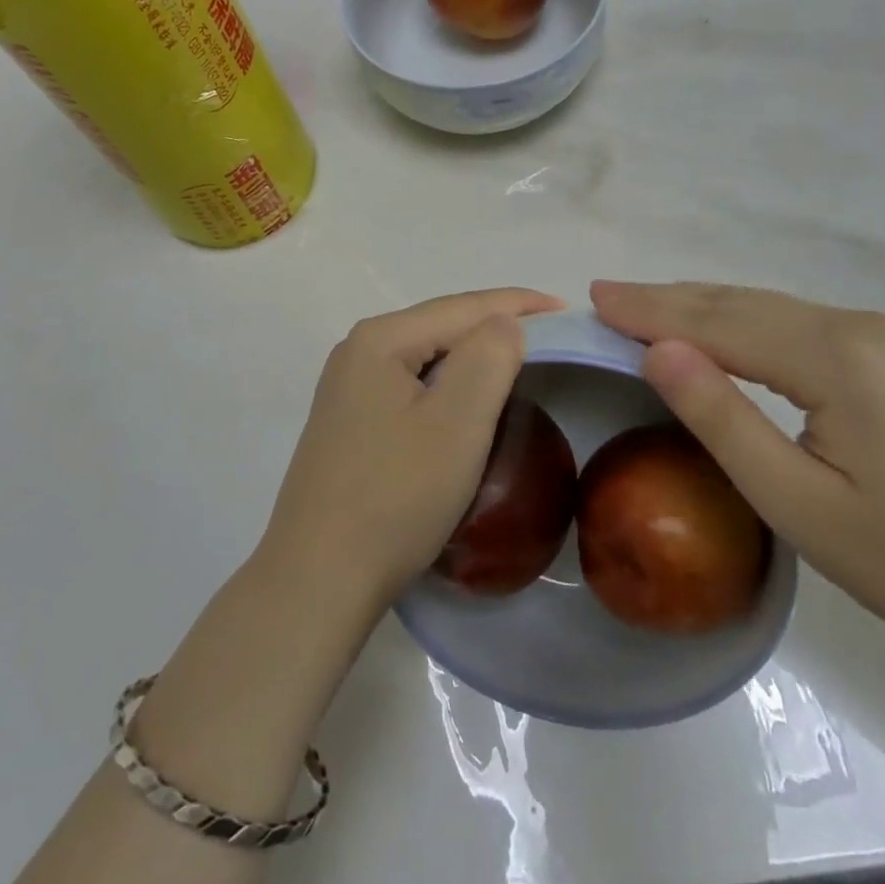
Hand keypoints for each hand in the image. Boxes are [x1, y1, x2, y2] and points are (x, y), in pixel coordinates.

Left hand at [259, 288, 565, 613]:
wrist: (318, 579)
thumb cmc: (395, 497)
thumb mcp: (456, 423)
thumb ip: (488, 358)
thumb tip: (505, 323)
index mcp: (380, 339)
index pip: (462, 307)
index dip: (518, 304)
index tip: (567, 308)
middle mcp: (358, 350)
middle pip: (442, 325)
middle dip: (496, 324)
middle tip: (550, 334)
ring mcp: (349, 387)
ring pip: (427, 354)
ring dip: (472, 353)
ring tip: (518, 357)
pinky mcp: (350, 421)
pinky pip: (412, 383)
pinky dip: (448, 382)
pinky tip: (467, 396)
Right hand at [592, 280, 884, 650]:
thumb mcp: (798, 503)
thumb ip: (723, 419)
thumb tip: (658, 350)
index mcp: (832, 357)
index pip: (718, 323)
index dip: (652, 311)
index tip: (596, 297)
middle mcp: (852, 327)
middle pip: (738, 304)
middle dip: (667, 300)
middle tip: (606, 295)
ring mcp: (873, 335)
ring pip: (763, 307)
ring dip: (698, 306)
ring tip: (642, 306)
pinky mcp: (883, 352)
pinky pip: (789, 321)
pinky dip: (736, 319)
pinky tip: (713, 327)